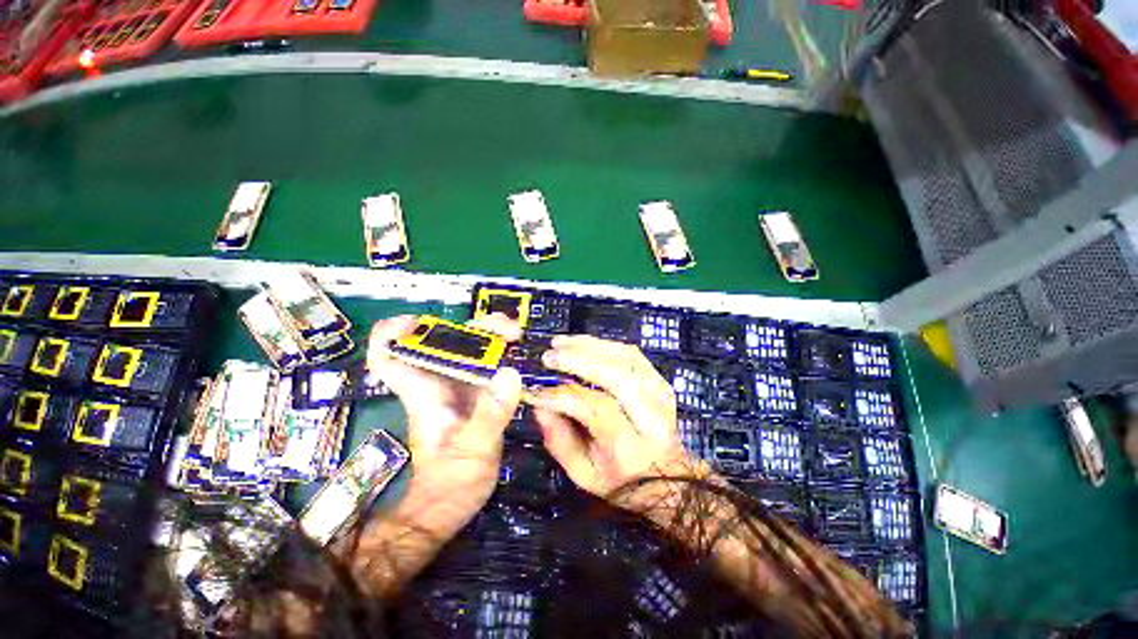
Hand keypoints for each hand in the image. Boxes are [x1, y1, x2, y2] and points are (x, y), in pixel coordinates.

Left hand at [366, 314, 522, 539]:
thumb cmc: (452, 484)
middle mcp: (437, 383)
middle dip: (472, 327)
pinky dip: (500, 354)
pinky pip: (485, 365)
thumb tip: (510, 373)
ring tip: (517, 335)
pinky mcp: (475, 395)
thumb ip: (491, 415)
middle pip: (444, 341)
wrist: (453, 504)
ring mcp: (457, 388)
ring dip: (491, 337)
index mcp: (424, 393)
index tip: (418, 321)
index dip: (393, 333)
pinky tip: (518, 354)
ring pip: (468, 349)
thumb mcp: (473, 452)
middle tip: (506, 328)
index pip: (388, 356)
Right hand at [530, 335, 709, 503]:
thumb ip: (559, 440)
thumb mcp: (582, 473)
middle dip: (579, 360)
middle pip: (617, 376)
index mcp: (631, 447)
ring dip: (589, 346)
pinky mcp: (660, 380)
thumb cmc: (620, 478)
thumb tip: (540, 404)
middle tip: (549, 356)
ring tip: (560, 343)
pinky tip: (583, 344)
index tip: (538, 392)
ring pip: (625, 358)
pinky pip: (631, 353)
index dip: (564, 396)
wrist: (668, 475)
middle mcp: (652, 416)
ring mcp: (661, 393)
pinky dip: (604, 345)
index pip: (598, 410)